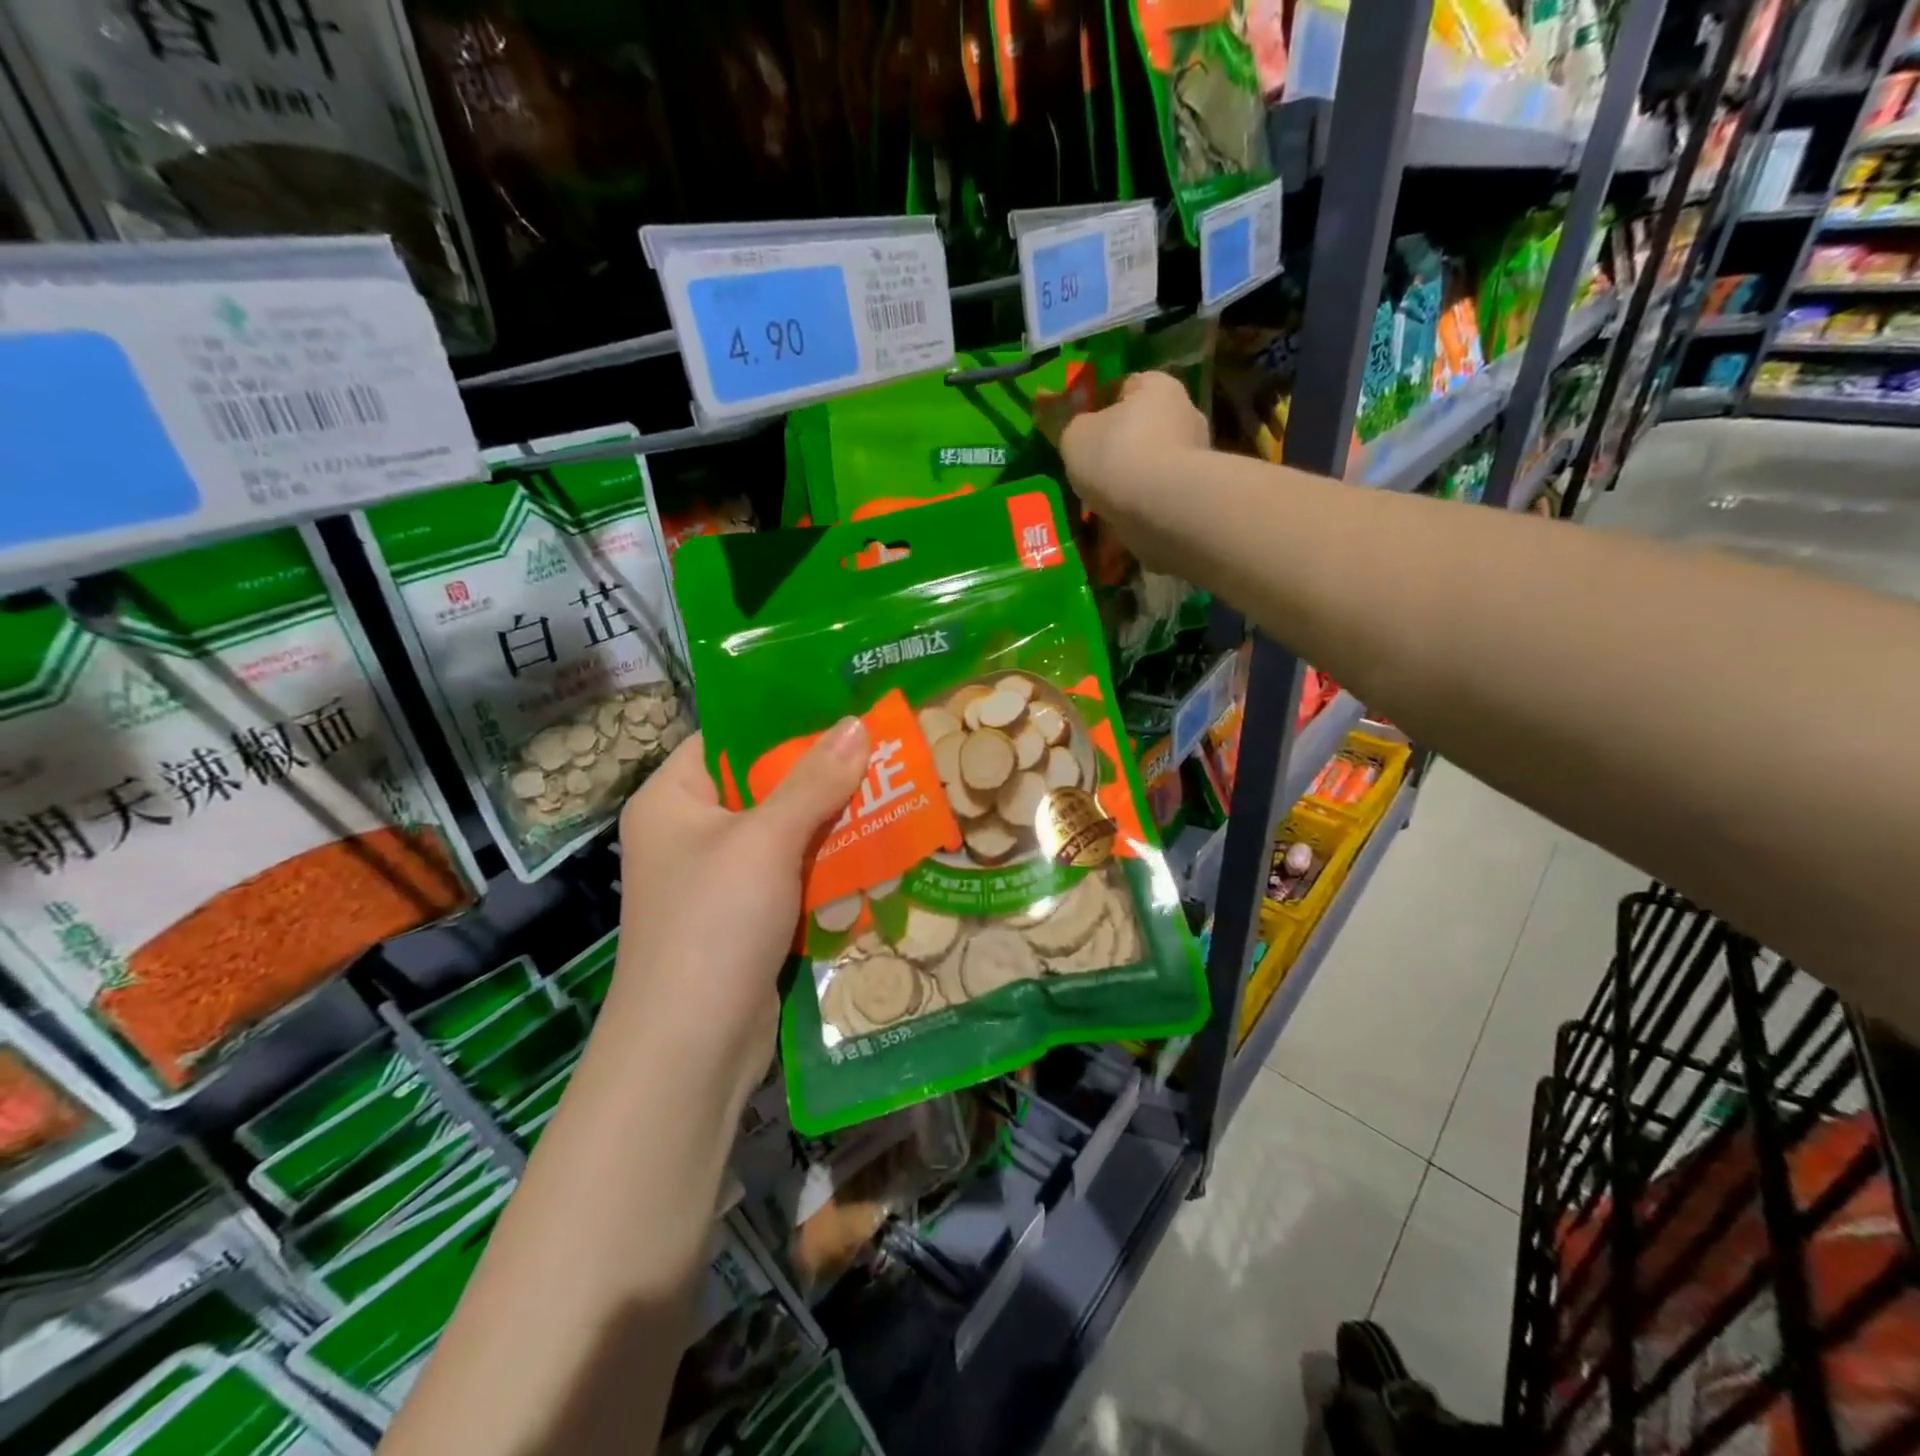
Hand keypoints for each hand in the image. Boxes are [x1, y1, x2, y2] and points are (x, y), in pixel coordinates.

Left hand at [608, 719, 870, 1100]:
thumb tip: (856, 723)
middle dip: (824, 772)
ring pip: (787, 830)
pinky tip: (878, 846)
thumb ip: (813, 781)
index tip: (845, 705)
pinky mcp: (748, 915)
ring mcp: (721, 877)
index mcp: (673, 799)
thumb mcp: (766, 841)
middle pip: (765, 784)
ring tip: (895, 788)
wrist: (691, 1050)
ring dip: (835, 819)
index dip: (786, 719)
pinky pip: (794, 872)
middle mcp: (692, 832)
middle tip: (884, 747)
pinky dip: (830, 861)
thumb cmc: (714, 924)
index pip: (730, 738)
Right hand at [1059, 371, 1210, 571]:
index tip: (1082, 432)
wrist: (1162, 509)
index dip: (1099, 407)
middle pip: (1143, 427)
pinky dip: (1143, 504)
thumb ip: (1076, 428)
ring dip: (1132, 479)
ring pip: (1152, 463)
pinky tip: (1123, 518)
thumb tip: (1083, 432)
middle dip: (1119, 446)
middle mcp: (1185, 413)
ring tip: (1104, 501)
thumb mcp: (1075, 436)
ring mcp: (1196, 455)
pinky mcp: (1197, 492)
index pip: (1124, 386)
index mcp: (1157, 386)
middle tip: (1091, 470)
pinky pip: (1161, 494)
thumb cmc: (1117, 457)